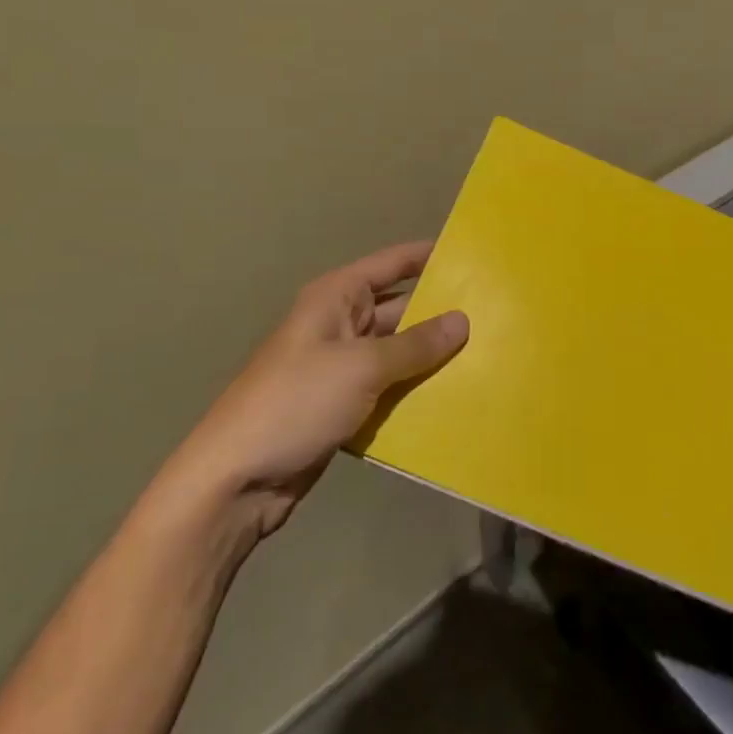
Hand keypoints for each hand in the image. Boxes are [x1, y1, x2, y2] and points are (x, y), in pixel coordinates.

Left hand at [154, 242, 467, 539]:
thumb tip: (462, 320)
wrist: (237, 478)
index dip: (428, 256)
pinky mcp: (344, 404)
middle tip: (494, 315)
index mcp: (336, 298)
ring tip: (487, 355)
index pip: (392, 264)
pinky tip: (453, 396)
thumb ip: (415, 344)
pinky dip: (415, 390)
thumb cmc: (297, 402)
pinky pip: (389, 387)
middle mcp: (340, 324)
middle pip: (400, 309)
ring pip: (398, 352)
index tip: (472, 255)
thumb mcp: (361, 367)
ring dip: (432, 356)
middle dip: (440, 313)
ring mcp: (341, 367)